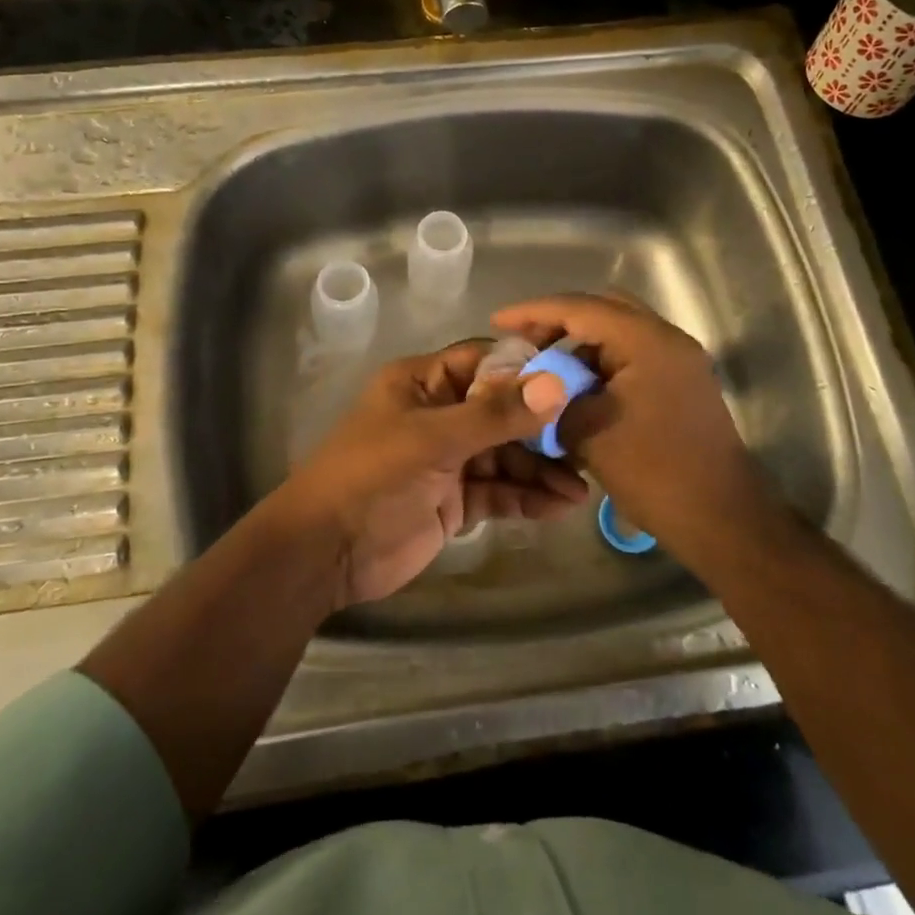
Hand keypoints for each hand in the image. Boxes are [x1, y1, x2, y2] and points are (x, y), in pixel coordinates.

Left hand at [268, 342, 584, 607]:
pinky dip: (526, 497)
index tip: (578, 378)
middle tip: (589, 439)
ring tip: (582, 486)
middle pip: (502, 410)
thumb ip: (495, 414)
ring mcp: (448, 459)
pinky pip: (498, 490)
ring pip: (505, 454)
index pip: (485, 361)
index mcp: (423, 382)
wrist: (325, 553)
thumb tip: (556, 384)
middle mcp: (439, 414)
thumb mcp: (432, 440)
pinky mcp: (454, 500)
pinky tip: (559, 506)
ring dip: (541, 469)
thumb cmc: (371, 477)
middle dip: (543, 426)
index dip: (529, 368)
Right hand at [492, 293, 765, 545]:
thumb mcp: (590, 432)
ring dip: (580, 346)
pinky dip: (600, 366)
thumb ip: (554, 397)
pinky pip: (632, 358)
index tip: (497, 321)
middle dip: (559, 322)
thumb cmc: (655, 472)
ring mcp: (678, 361)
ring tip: (544, 371)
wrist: (722, 519)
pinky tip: (576, 390)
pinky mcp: (680, 384)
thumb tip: (531, 384)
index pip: (580, 308)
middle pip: (603, 310)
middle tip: (524, 342)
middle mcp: (667, 340)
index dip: (534, 312)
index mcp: (647, 341)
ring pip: (618, 334)